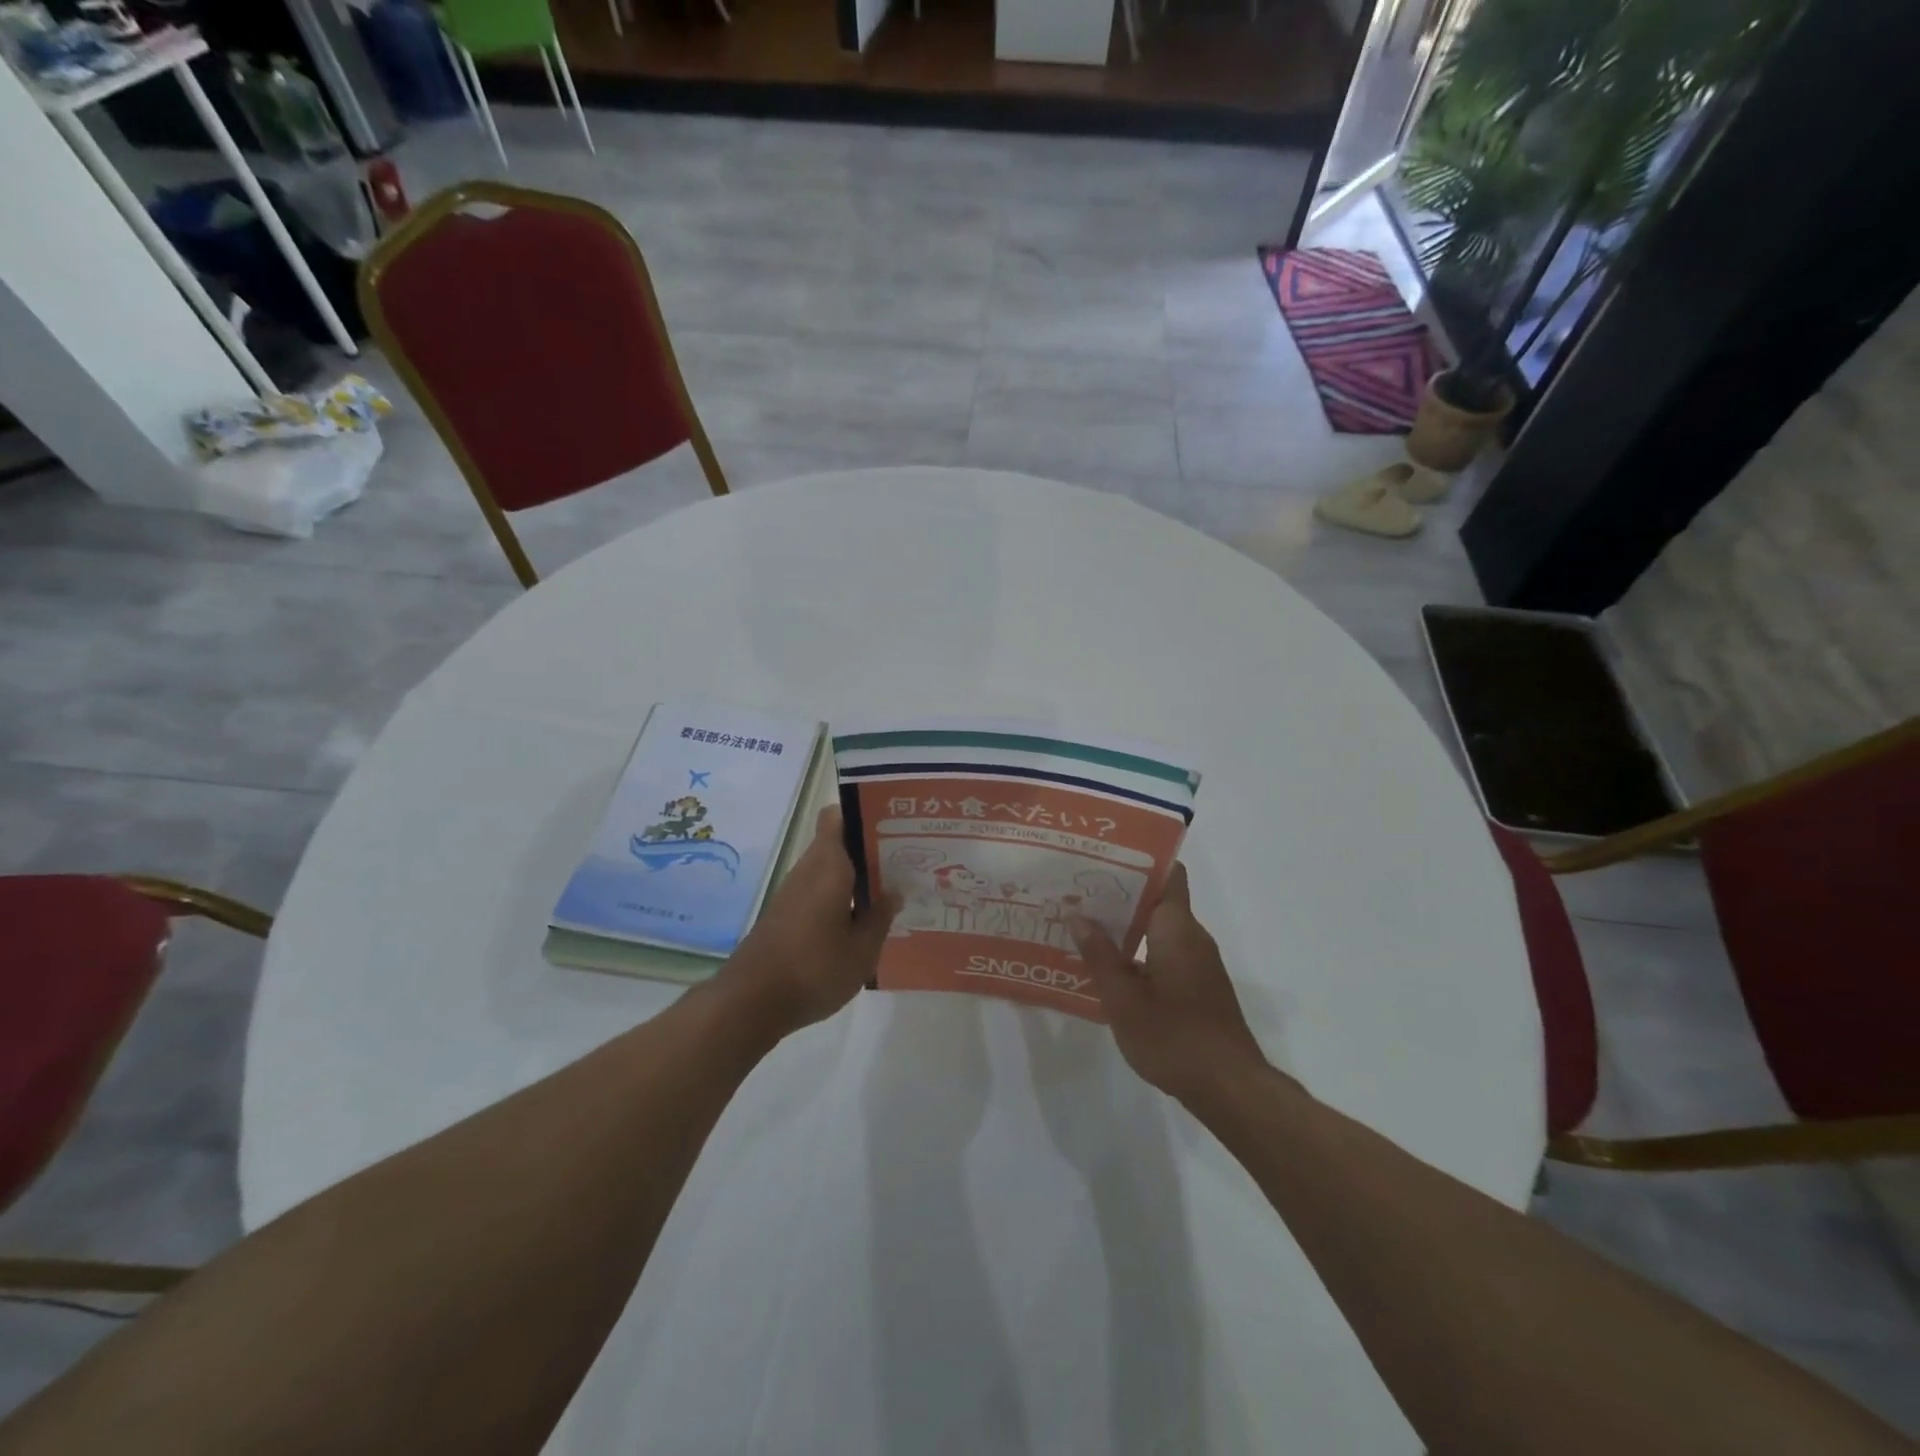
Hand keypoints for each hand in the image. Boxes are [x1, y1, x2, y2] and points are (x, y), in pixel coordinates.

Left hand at [720, 806, 898, 1037]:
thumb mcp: (862, 949)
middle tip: (903, 863)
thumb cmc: (815, 968)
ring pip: (829, 869)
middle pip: (838, 844)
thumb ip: (880, 916)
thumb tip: (893, 891)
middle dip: (868, 850)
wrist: (751, 1003)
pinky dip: (839, 899)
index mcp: (828, 865)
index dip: (862, 815)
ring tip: (888, 893)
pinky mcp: (785, 916)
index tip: (891, 826)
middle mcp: (808, 870)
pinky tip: (860, 922)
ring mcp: (793, 893)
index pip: (837, 817)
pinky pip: (818, 892)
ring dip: (855, 877)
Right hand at [1069, 863, 1269, 1109]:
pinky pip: (1165, 951)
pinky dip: (1138, 950)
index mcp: (1176, 928)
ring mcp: (1198, 962)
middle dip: (1119, 893)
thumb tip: (1078, 915)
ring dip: (1125, 924)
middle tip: (1077, 891)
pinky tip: (1108, 966)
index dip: (1138, 860)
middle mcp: (1192, 936)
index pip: (1168, 873)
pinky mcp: (1198, 985)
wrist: (1230, 1087)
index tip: (1103, 858)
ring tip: (1083, 924)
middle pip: (1158, 898)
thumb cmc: (1174, 1037)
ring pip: (1159, 928)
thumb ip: (1099, 955)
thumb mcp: (1123, 999)